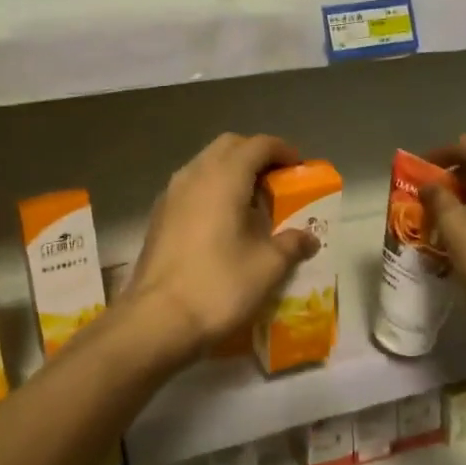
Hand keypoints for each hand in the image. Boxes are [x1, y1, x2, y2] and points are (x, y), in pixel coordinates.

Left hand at [126, 133, 320, 356]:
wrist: (157, 319)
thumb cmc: (219, 285)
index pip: (258, 145)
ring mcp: (171, 194)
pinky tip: (224, 223)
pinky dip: (212, 191)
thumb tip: (308, 238)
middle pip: (229, 147)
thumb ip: (291, 244)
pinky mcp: (159, 216)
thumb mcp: (267, 266)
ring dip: (231, 173)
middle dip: (255, 156)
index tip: (299, 168)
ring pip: (206, 165)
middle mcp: (194, 175)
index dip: (283, 151)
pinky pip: (192, 187)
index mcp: (224, 177)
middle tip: (277, 182)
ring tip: (253, 204)